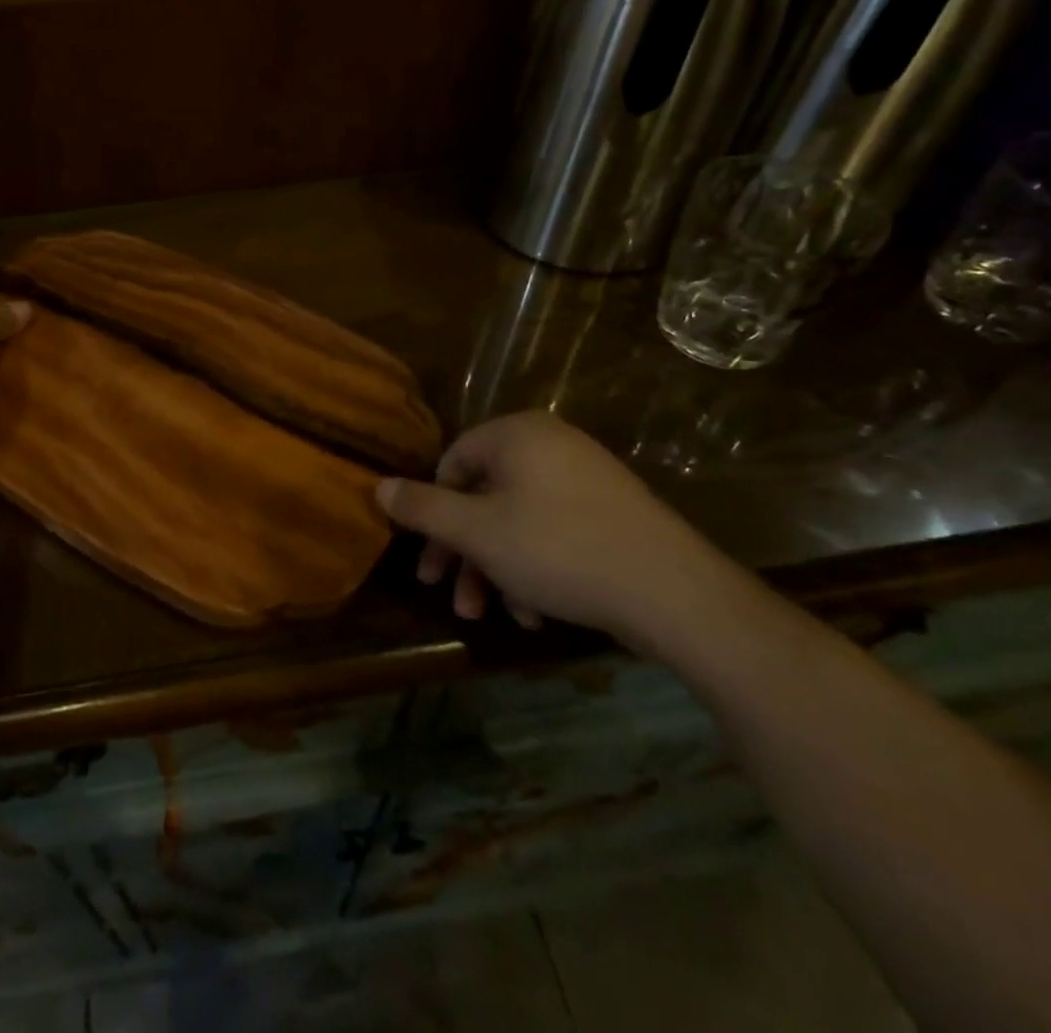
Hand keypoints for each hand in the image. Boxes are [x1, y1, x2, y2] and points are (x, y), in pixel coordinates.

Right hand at [376, 411, 735, 650]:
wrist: (673, 592)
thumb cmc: (558, 549)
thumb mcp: (476, 531)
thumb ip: (422, 508)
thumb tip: (377, 486)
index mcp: (516, 435)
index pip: (453, 461)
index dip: (433, 509)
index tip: (427, 554)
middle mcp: (550, 445)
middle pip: (483, 496)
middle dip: (462, 551)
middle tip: (447, 593)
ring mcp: (585, 478)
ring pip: (516, 521)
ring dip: (494, 569)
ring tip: (488, 615)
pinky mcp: (610, 513)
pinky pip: (553, 532)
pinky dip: (534, 569)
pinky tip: (533, 614)